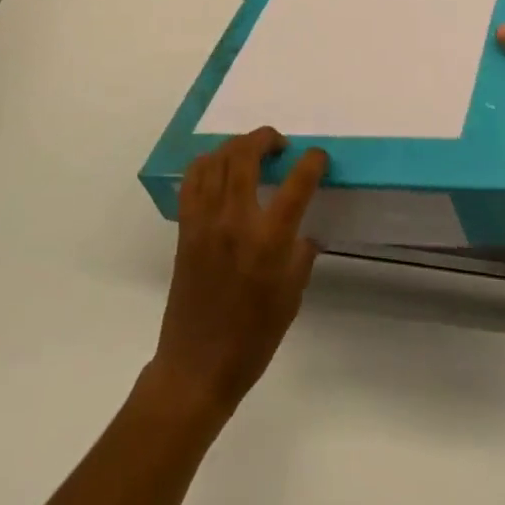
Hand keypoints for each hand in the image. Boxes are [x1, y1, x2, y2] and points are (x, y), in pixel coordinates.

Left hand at [145, 128, 328, 422]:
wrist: (197, 366)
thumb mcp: (291, 298)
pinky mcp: (185, 228)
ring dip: (236, 146)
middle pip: (245, 156)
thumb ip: (300, 255)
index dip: (311, 162)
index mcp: (268, 241)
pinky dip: (207, 164)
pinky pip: (192, 181)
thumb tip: (304, 231)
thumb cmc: (253, 338)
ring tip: (251, 152)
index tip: (319, 156)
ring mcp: (204, 221)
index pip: (295, 185)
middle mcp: (234, 221)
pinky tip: (220, 169)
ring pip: (216, 160)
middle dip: (265, 139)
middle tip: (279, 144)